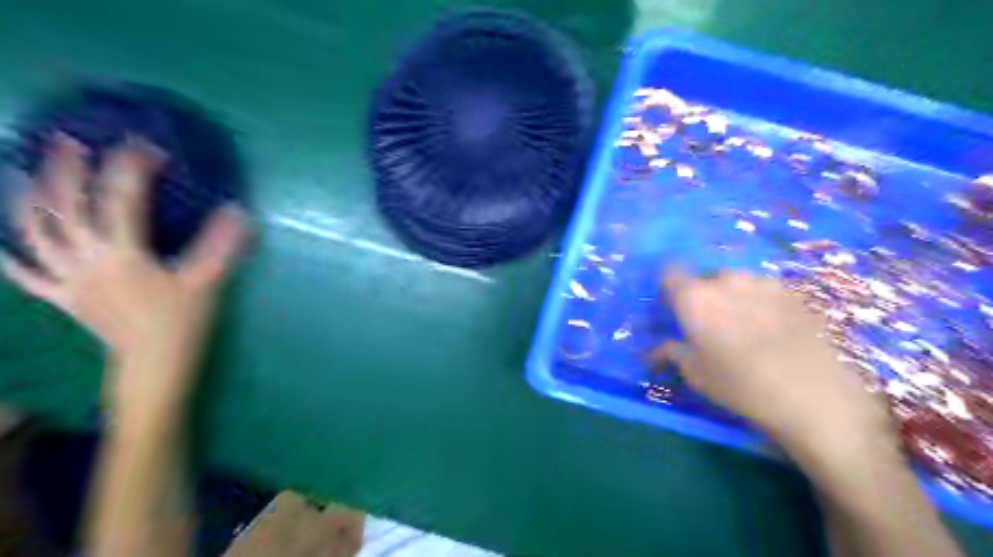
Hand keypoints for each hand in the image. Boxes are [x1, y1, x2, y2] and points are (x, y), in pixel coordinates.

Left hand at [0, 133, 248, 411]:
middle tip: (69, 142)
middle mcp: (85, 260)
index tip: (146, 149)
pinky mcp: (62, 298)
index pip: (121, 200)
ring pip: (34, 235)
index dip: (132, 170)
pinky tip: (3, 244)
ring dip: (28, 201)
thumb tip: (238, 211)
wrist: (152, 364)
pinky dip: (10, 258)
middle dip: (65, 171)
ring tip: (26, 174)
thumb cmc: (181, 323)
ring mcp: (67, 280)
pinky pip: (27, 276)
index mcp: (122, 254)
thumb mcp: (206, 282)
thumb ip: (221, 246)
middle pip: (65, 209)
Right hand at [658, 269, 895, 459]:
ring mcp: (763, 282)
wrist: (815, 396)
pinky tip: (772, 330)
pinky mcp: (793, 292)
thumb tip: (655, 350)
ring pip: (736, 282)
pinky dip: (759, 303)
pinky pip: (763, 290)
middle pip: (704, 277)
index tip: (673, 309)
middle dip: (702, 295)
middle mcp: (726, 280)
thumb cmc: (741, 385)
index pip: (669, 272)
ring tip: (743, 327)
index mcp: (695, 297)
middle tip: (708, 324)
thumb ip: (671, 353)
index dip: (669, 288)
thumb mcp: (696, 374)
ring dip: (731, 297)